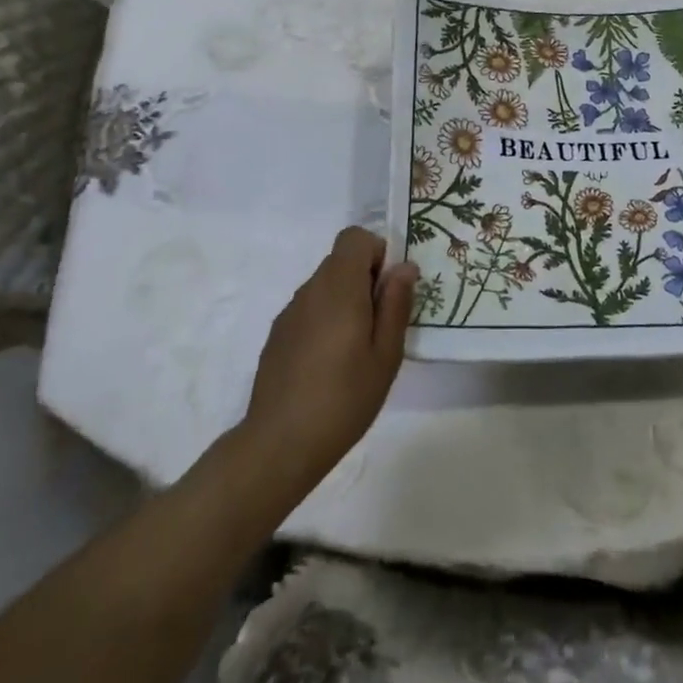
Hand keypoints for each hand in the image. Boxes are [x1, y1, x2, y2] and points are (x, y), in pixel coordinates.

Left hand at [242, 227, 416, 489]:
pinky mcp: (277, 334)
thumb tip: (404, 267)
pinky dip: (325, 320)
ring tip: (357, 349)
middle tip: (380, 324)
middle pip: (341, 261)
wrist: (279, 444)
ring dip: (345, 301)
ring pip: (325, 286)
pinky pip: (309, 309)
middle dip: (365, 280)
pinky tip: (329, 364)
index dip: (377, 253)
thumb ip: (395, 304)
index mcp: (339, 286)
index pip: (355, 238)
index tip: (389, 289)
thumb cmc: (343, 398)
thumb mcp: (385, 354)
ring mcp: (290, 311)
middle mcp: (311, 289)